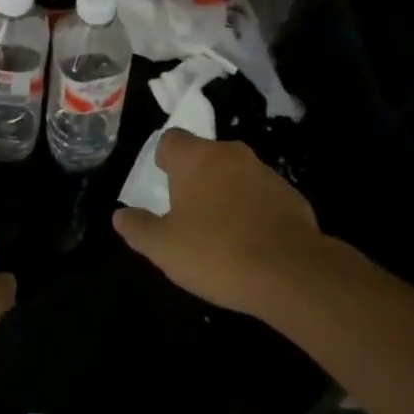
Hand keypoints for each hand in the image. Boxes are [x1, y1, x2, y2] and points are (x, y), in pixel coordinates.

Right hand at [112, 129, 324, 317]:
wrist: (292, 273)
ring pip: (235, 174)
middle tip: (189, 212)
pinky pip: (262, 196)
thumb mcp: (165, 248)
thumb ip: (139, 228)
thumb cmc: (217, 253)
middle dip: (196, 177)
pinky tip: (252, 243)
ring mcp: (265, 172)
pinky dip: (254, 210)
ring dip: (226, 193)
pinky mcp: (291, 195)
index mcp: (195, 157)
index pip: (172, 140)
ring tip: (221, 232)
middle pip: (205, 155)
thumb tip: (120, 215)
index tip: (164, 183)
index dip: (165, 159)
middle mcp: (230, 154)